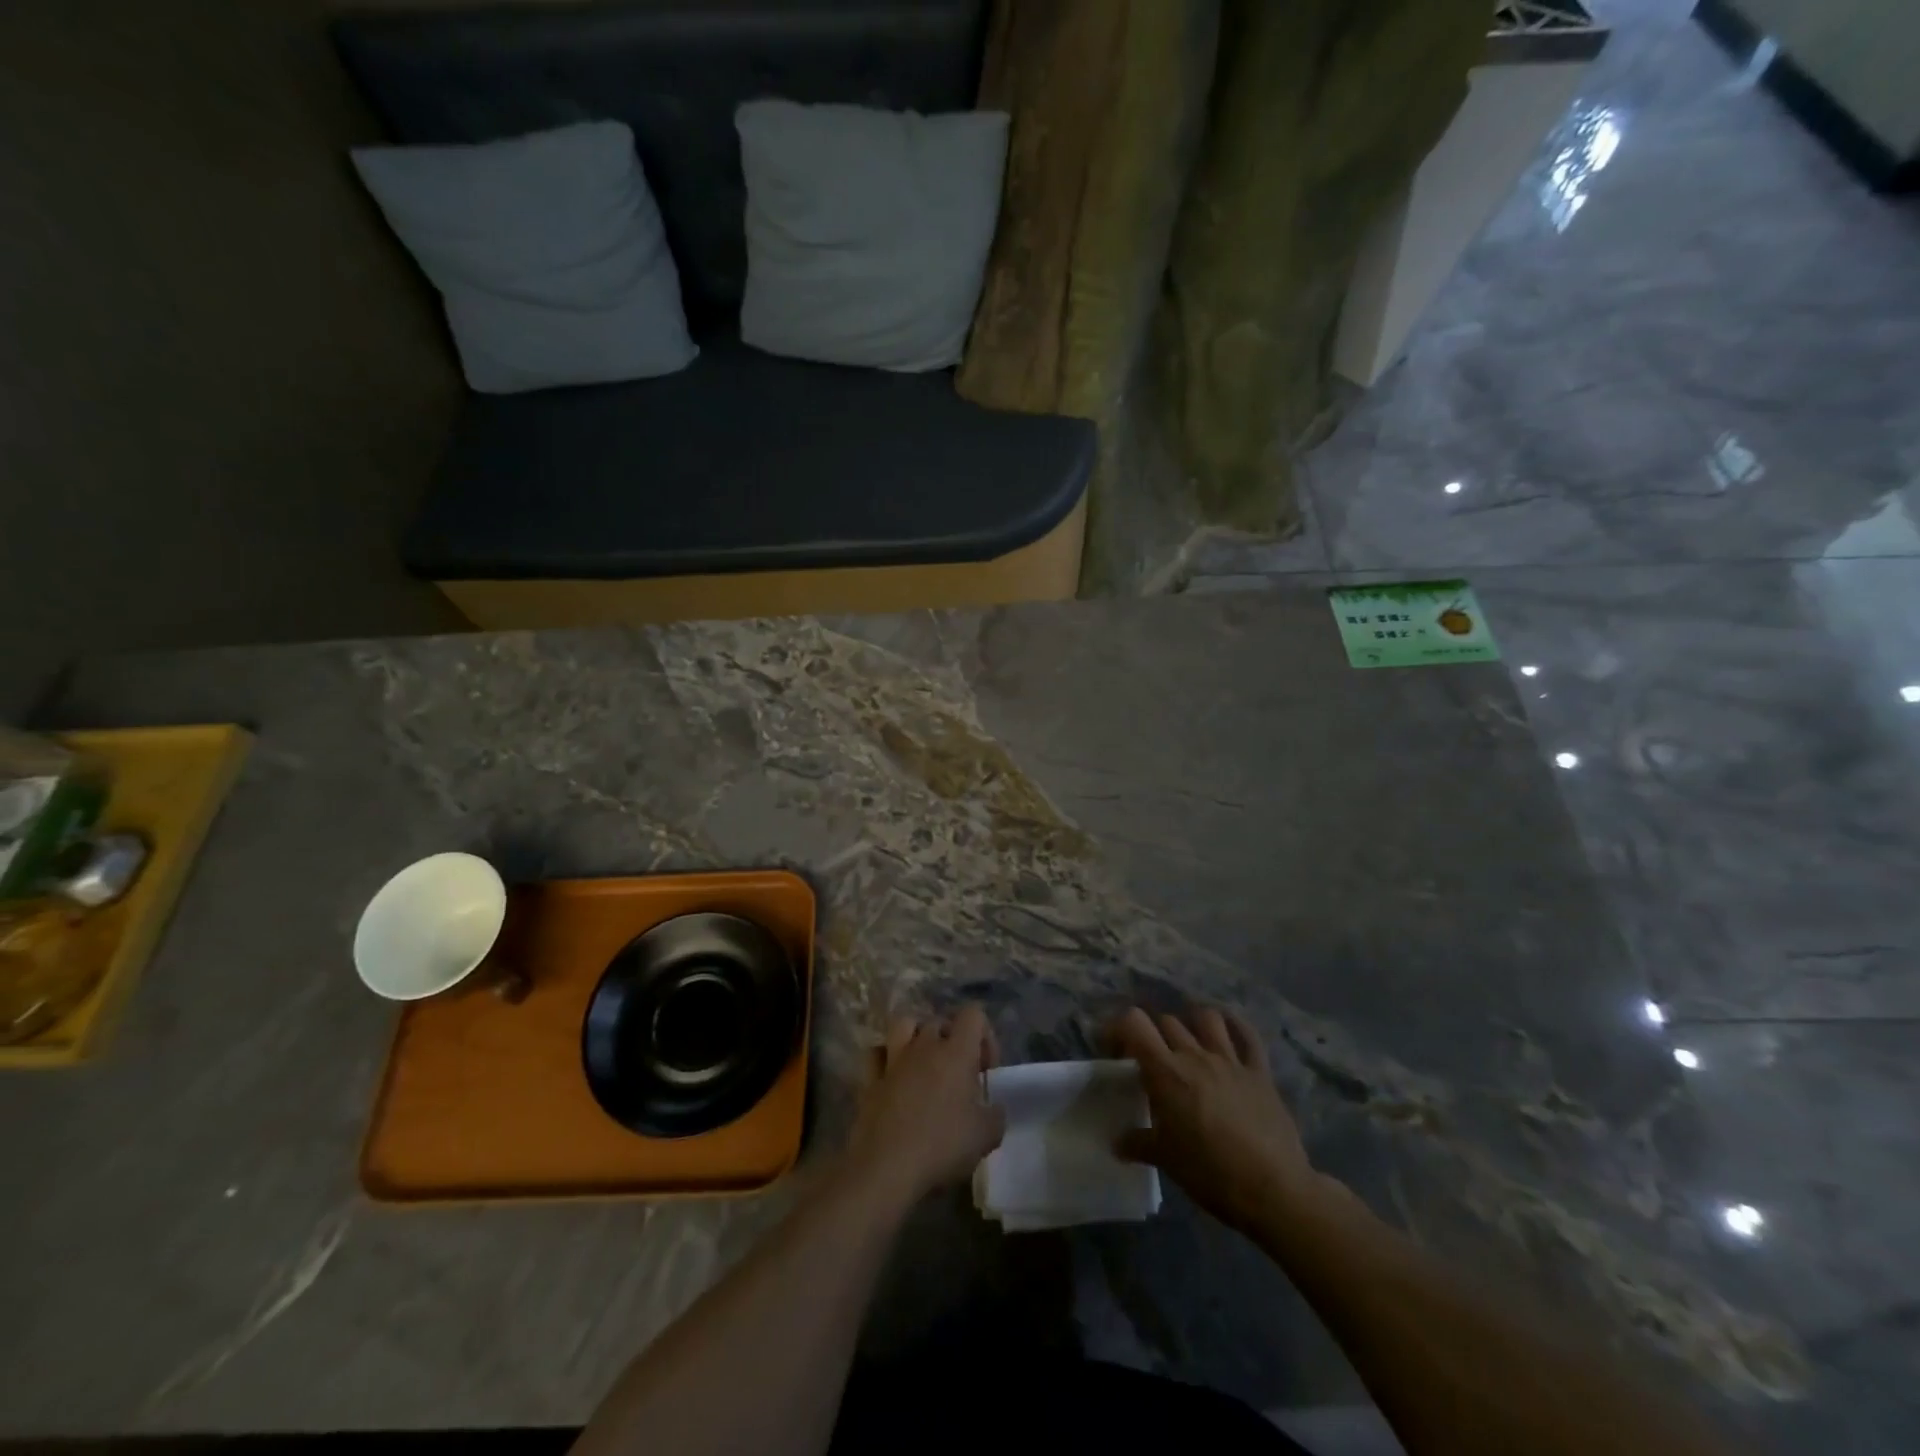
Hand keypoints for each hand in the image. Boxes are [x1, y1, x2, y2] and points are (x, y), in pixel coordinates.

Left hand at [843, 1004, 1005, 1208]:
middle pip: (940, 1022)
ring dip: (917, 1037)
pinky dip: (886, 1058)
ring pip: (905, 1025)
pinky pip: (877, 1053)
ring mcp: (894, 1059)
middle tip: (959, 1076)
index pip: (973, 1015)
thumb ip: (995, 1116)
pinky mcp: (870, 1079)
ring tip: (924, 1064)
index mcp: (956, 1052)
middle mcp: (924, 1045)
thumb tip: (993, 1110)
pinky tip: (893, 1077)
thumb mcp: (986, 1137)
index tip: (985, 1070)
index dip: (984, 1036)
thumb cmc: (942, 1146)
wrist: (887, 1167)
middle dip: (952, 1041)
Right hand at [1111, 1007, 1325, 1234]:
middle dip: (1153, 1034)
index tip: (1116, 1052)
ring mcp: (1230, 1060)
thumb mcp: (1166, 1160)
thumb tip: (1118, 1143)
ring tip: (1188, 1042)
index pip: (1133, 1022)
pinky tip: (1228, 1031)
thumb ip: (1138, 1144)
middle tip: (1150, 1060)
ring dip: (1192, 1023)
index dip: (1119, 1028)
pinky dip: (1236, 1026)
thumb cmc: (1210, 1173)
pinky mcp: (1259, 1072)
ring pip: (1206, 1018)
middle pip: (1166, 1021)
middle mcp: (1195, 1055)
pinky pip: (1248, 1036)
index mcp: (1166, 1072)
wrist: (1272, 1190)